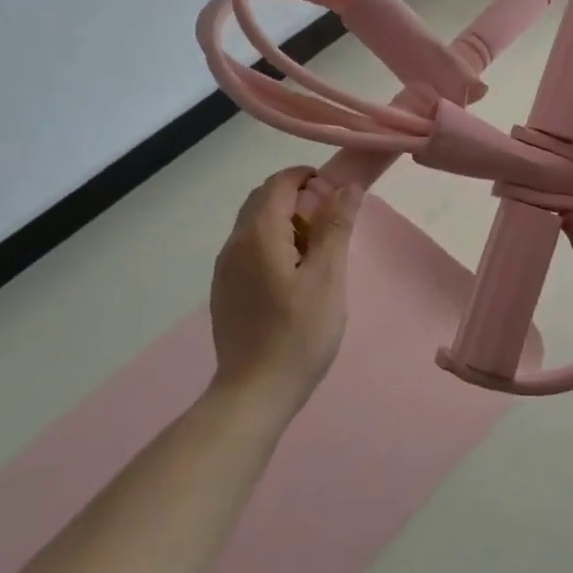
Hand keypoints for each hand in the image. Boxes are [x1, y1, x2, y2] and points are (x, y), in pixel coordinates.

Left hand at [209, 167, 361, 407]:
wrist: (254, 394)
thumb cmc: (298, 335)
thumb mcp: (328, 278)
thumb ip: (335, 226)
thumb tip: (347, 185)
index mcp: (258, 234)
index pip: (280, 182)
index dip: (309, 179)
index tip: (337, 197)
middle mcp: (235, 243)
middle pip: (264, 199)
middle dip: (298, 199)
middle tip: (330, 225)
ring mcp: (225, 268)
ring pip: (255, 224)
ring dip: (286, 222)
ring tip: (316, 254)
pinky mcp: (225, 290)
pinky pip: (249, 248)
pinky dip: (273, 244)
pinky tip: (294, 278)